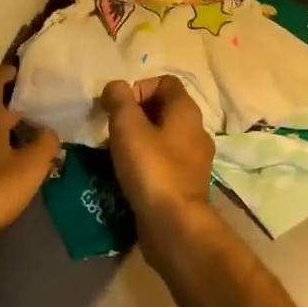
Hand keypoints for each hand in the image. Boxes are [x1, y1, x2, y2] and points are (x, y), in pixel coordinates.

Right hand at [101, 77, 215, 230]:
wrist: (174, 225)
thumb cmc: (152, 169)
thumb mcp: (128, 127)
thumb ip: (119, 100)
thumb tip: (116, 86)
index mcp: (186, 111)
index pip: (165, 82)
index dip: (139, 88)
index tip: (119, 108)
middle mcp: (196, 131)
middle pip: (162, 109)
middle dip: (134, 116)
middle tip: (112, 131)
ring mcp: (193, 160)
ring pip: (161, 138)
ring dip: (137, 141)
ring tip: (115, 155)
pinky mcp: (185, 184)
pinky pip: (163, 163)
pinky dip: (145, 163)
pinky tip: (127, 176)